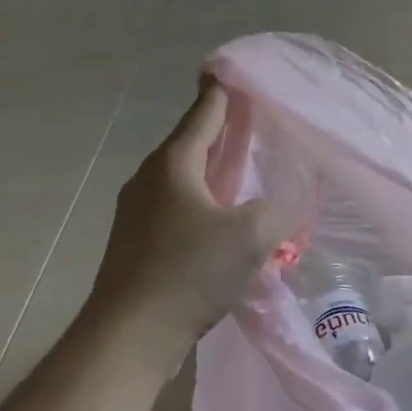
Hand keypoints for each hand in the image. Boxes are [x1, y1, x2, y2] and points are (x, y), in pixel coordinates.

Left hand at [87, 82, 289, 359]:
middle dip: (221, 132)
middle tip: (252, 121)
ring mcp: (138, 214)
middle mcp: (150, 181)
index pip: (203, 115)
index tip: (231, 71)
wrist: (127, 338)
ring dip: (213, 172)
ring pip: (183, 180)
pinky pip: (178, 209)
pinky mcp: (137, 246)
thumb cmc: (188, 272)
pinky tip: (223, 221)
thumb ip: (277, 210)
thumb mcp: (251, 235)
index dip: (221, 93)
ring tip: (243, 170)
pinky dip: (203, 203)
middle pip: (191, 144)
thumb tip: (284, 205)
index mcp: (173, 165)